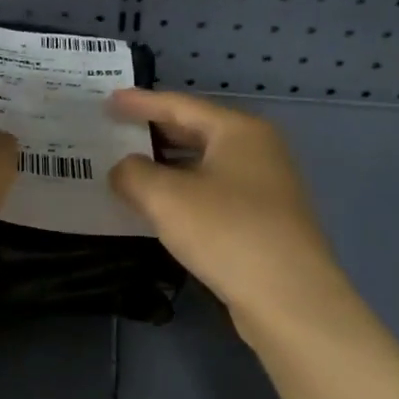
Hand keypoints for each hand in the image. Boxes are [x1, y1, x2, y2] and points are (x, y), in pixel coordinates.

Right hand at [108, 89, 345, 327]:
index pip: (180, 105)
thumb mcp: (166, 198)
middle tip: (115, 131)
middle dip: (154, 132)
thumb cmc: (226, 232)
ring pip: (205, 164)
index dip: (140, 103)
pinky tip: (160, 207)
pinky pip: (213, 192)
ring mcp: (265, 186)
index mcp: (239, 131)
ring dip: (166, 166)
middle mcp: (258, 150)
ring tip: (129, 168)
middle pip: (196, 131)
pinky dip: (183, 192)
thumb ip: (133, 174)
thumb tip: (123, 170)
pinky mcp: (264, 220)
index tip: (109, 101)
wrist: (289, 297)